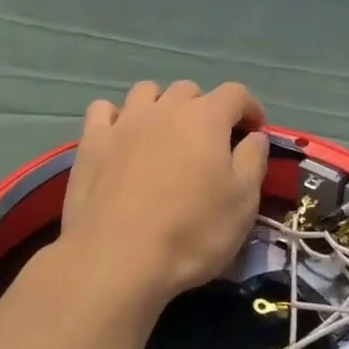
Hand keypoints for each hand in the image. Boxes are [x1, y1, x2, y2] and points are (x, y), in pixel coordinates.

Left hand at [60, 80, 269, 314]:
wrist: (116, 258)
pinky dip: (116, 117)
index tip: (256, 130)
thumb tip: (254, 135)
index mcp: (206, 118)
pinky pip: (103, 110)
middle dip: (204, 108)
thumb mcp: (243, 202)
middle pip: (189, 90)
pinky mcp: (92, 142)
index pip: (235, 93)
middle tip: (208, 142)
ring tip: (164, 134)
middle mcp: (165, 108)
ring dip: (161, 105)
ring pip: (146, 92)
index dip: (250, 107)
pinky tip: (120, 138)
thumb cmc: (191, 232)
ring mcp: (124, 122)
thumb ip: (253, 160)